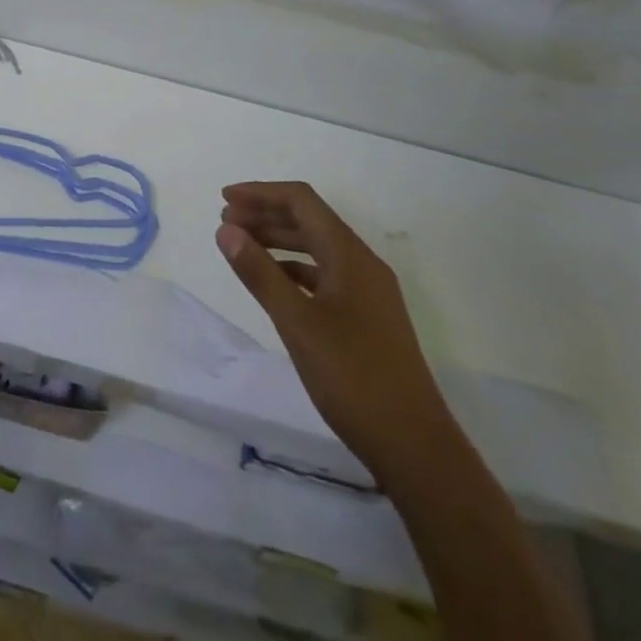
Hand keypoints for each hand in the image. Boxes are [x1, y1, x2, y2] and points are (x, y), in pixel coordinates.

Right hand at [218, 181, 452, 476]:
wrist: (416, 447)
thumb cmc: (353, 379)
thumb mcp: (297, 323)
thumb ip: (259, 273)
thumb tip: (226, 229)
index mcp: (350, 256)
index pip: (302, 201)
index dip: (261, 193)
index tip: (225, 199)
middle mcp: (362, 264)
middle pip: (310, 220)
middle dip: (266, 215)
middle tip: (226, 224)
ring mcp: (368, 292)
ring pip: (317, 248)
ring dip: (278, 240)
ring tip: (242, 247)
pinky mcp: (368, 318)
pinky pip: (324, 274)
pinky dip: (294, 268)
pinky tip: (274, 282)